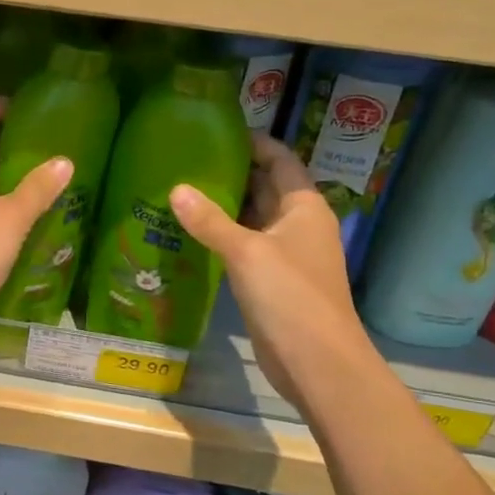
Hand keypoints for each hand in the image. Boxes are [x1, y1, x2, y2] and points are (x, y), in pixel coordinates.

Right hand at [169, 135, 366, 409]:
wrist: (317, 362)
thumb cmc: (290, 297)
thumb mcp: (247, 252)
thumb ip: (210, 221)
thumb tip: (176, 189)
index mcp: (304, 207)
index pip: (280, 160)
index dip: (254, 143)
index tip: (217, 132)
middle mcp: (298, 225)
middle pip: (265, 187)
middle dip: (232, 173)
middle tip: (187, 161)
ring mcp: (286, 254)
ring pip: (253, 219)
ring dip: (224, 207)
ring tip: (181, 191)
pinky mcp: (272, 281)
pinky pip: (245, 247)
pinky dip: (223, 237)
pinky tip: (192, 234)